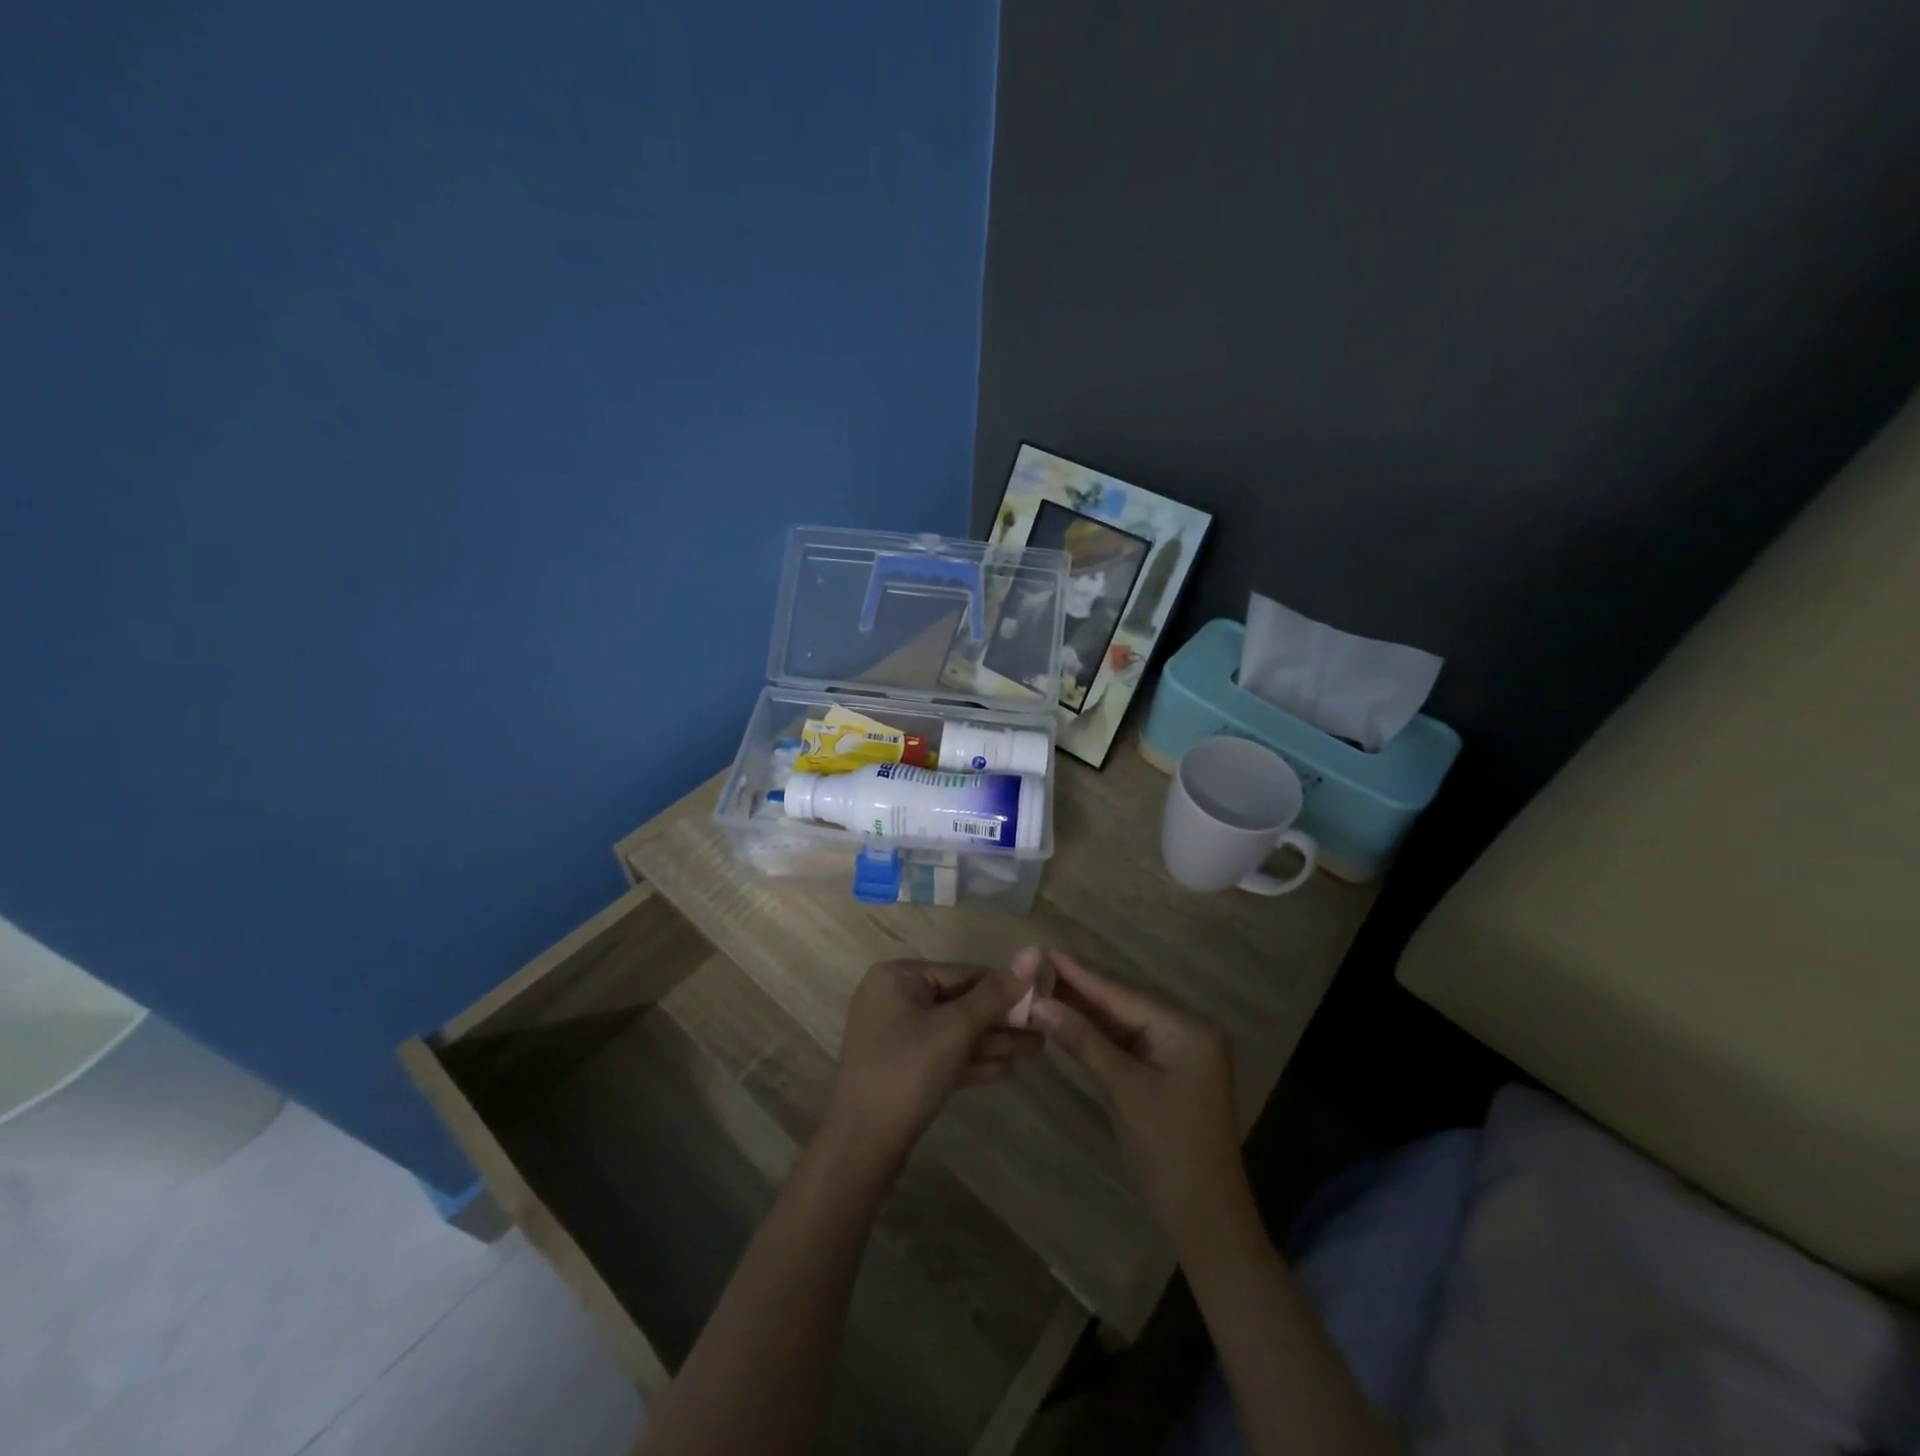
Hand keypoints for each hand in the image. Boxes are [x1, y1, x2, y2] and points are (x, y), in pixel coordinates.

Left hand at [823, 959, 1042, 1173]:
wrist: (861, 1145)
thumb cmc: (908, 1070)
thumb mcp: (957, 1027)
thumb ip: (996, 992)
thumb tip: (1033, 952)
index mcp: (898, 976)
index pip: (963, 973)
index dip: (1005, 987)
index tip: (1042, 998)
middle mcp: (892, 998)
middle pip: (958, 1002)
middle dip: (1001, 1019)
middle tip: (1044, 1030)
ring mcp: (893, 1035)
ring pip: (952, 1031)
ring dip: (992, 1041)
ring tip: (1037, 1049)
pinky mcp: (899, 1067)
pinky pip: (940, 1054)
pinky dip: (970, 1060)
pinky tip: (1007, 1068)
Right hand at [1029, 950, 1251, 1251]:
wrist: (1205, 1220)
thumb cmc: (1170, 1152)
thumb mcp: (1124, 1090)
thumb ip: (1084, 1041)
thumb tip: (1040, 1002)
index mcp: (1189, 1028)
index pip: (1124, 994)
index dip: (1081, 974)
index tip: (1044, 950)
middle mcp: (1188, 1030)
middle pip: (1124, 1003)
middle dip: (1080, 988)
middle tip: (1036, 965)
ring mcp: (1179, 1051)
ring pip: (1123, 1021)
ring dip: (1085, 1010)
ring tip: (1042, 984)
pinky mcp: (1167, 1070)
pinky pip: (1127, 1042)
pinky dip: (1097, 1034)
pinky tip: (1068, 1018)